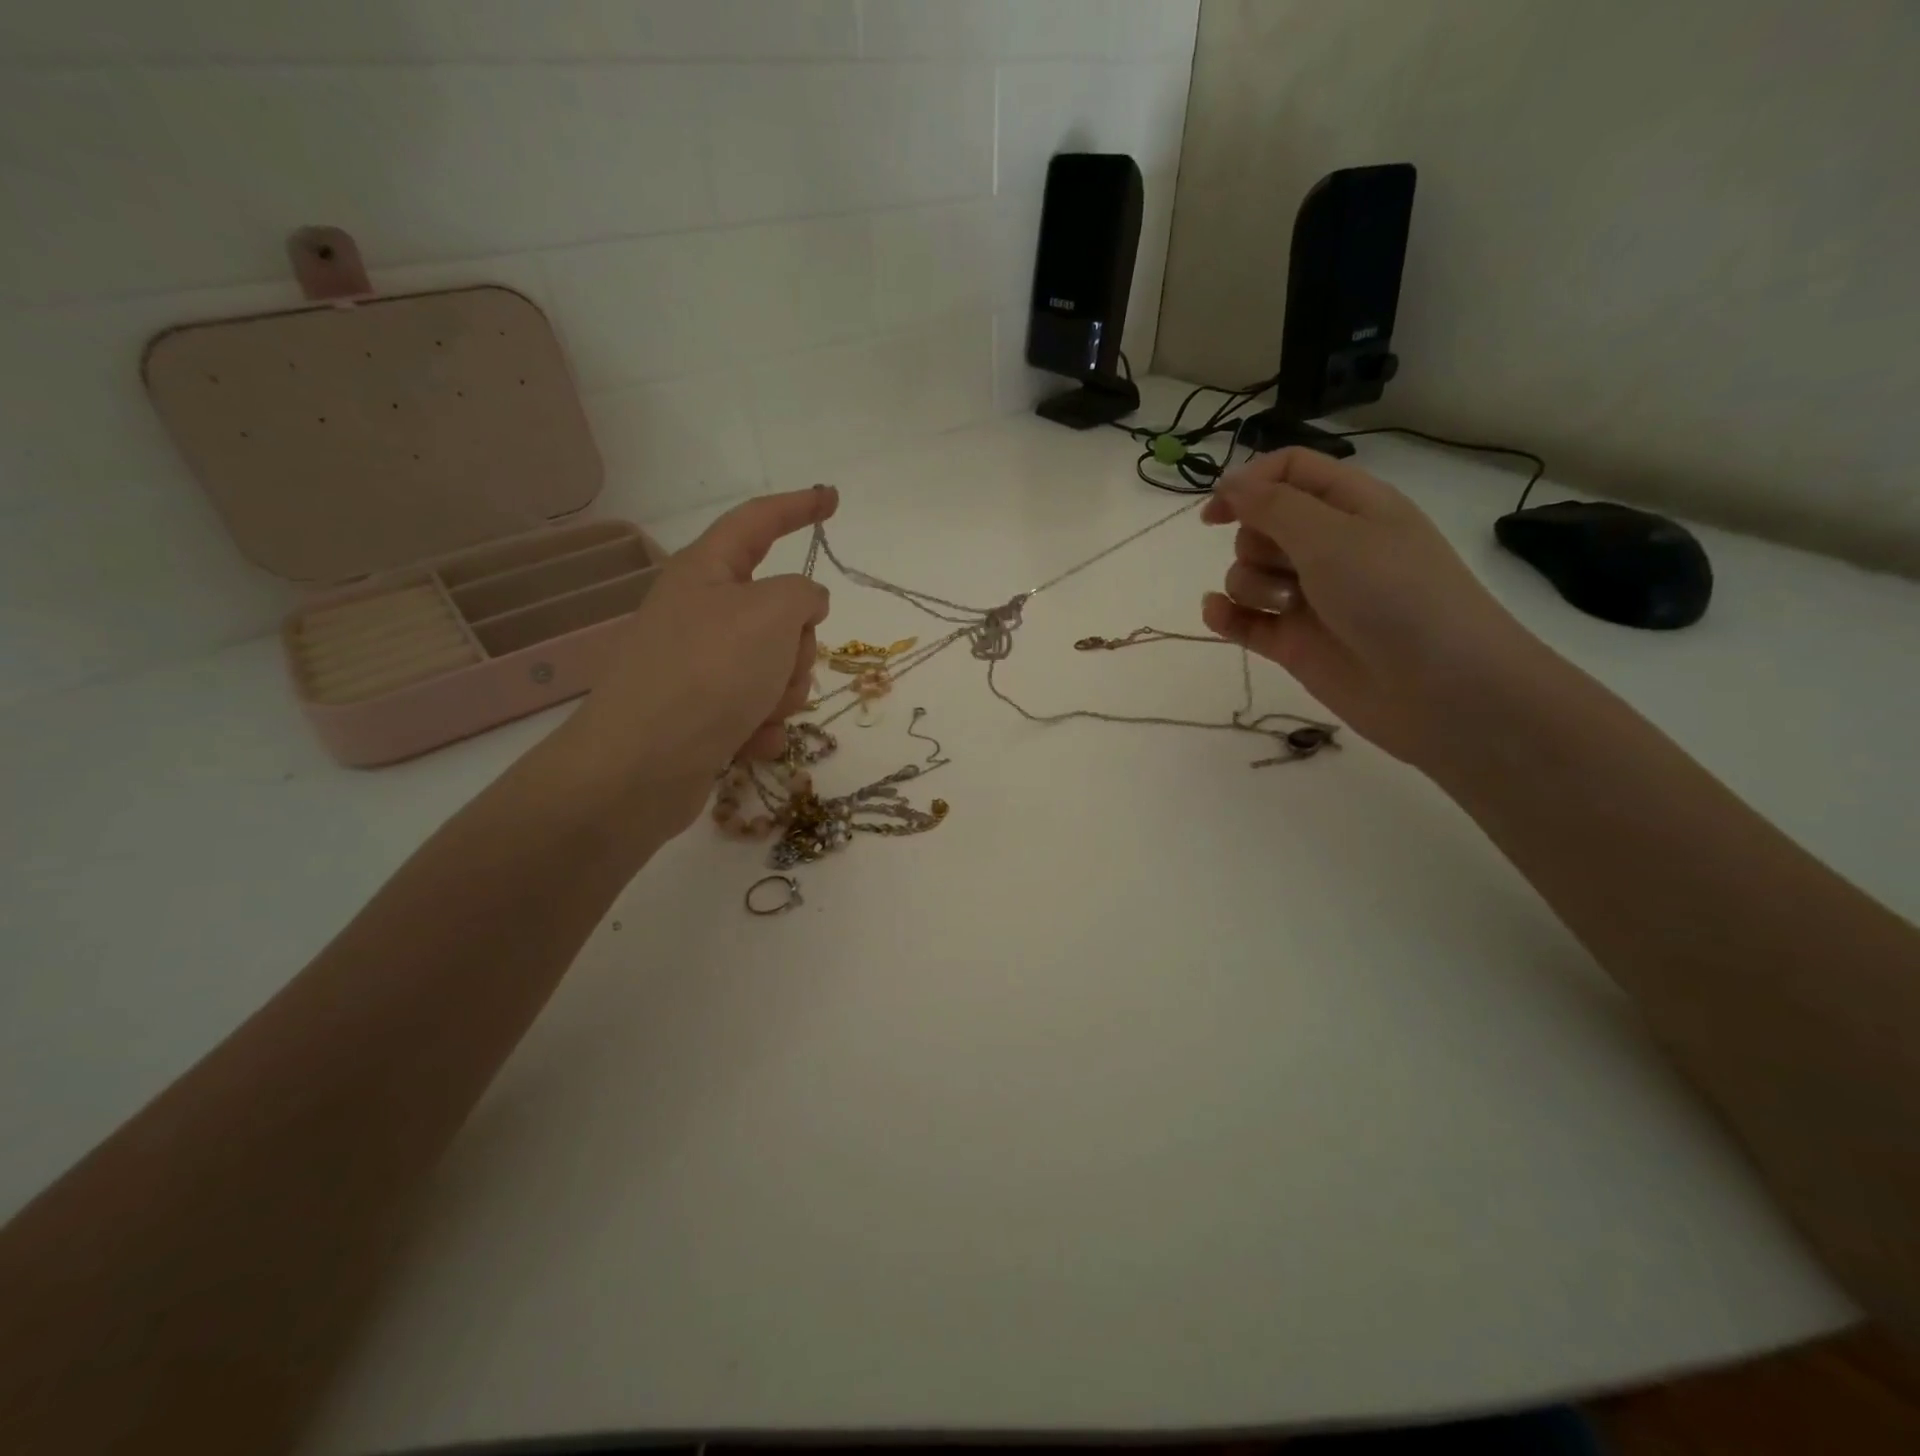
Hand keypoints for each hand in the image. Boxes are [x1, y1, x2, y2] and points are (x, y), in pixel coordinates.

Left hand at [555, 486, 835, 834]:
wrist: (641, 767)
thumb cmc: (708, 673)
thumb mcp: (771, 614)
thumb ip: (803, 595)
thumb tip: (804, 605)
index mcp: (706, 573)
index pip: (758, 522)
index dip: (798, 507)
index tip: (832, 499)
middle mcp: (700, 614)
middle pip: (779, 612)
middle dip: (798, 645)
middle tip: (780, 665)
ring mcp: (701, 666)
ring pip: (777, 666)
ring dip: (782, 692)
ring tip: (757, 713)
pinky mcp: (704, 714)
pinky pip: (758, 709)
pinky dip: (762, 726)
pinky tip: (748, 743)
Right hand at [1199, 448, 1535, 763]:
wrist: (1440, 689)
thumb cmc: (1394, 595)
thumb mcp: (1332, 536)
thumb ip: (1272, 505)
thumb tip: (1227, 481)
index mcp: (1350, 505)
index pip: (1288, 472)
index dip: (1247, 483)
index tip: (1215, 512)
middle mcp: (1328, 546)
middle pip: (1260, 525)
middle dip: (1255, 542)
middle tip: (1288, 566)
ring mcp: (1309, 597)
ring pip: (1248, 574)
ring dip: (1252, 586)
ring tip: (1288, 608)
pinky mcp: (1293, 642)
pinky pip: (1243, 620)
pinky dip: (1226, 616)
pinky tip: (1217, 615)